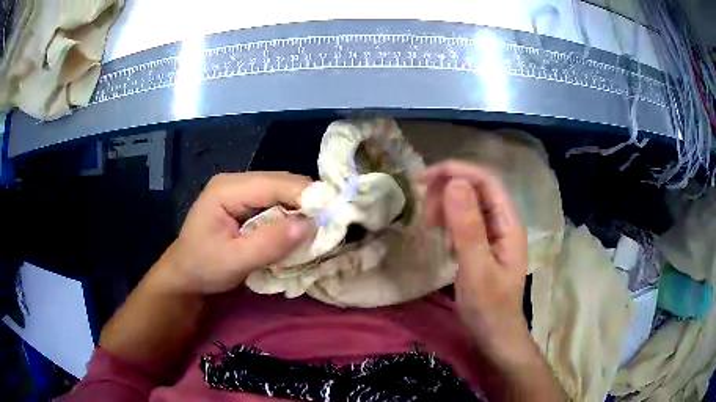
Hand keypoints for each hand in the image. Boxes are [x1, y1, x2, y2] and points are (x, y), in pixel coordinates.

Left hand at [157, 171, 315, 294]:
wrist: (184, 276)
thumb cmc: (203, 268)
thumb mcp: (233, 261)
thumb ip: (269, 243)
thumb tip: (309, 225)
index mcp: (227, 189)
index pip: (275, 183)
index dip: (306, 197)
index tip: (332, 218)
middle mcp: (236, 182)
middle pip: (282, 184)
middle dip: (306, 204)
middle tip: (327, 228)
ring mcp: (241, 191)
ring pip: (282, 193)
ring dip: (300, 212)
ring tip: (316, 232)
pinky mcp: (247, 204)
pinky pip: (277, 205)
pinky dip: (291, 218)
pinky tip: (297, 233)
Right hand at [418, 160, 529, 356]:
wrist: (494, 335)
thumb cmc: (489, 307)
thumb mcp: (476, 269)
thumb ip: (468, 227)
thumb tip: (454, 183)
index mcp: (509, 223)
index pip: (486, 180)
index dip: (457, 172)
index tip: (423, 179)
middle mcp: (504, 221)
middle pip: (476, 188)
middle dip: (447, 190)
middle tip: (424, 211)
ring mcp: (494, 233)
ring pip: (469, 203)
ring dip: (446, 206)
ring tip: (431, 226)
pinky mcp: (483, 244)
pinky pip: (465, 221)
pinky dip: (449, 223)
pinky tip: (444, 241)